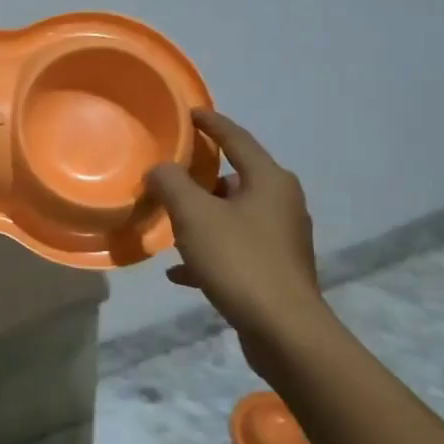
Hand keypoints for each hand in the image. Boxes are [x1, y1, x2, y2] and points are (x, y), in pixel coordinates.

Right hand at [147, 110, 327, 376]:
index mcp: (269, 180)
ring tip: (170, 224)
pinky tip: (179, 271)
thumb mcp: (195, 216)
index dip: (210, 123)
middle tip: (169, 176)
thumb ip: (172, 184)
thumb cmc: (240, 261)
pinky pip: (235, 250)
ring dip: (202, 218)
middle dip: (201, 178)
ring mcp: (281, 238)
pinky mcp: (276, 269)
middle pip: (235, 178)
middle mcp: (281, 202)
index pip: (236, 137)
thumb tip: (160, 169)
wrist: (283, 331)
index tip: (189, 112)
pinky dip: (209, 253)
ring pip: (233, 216)